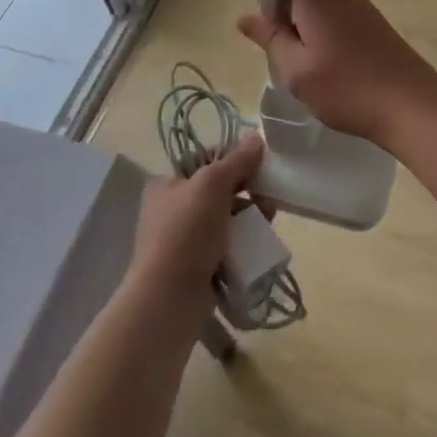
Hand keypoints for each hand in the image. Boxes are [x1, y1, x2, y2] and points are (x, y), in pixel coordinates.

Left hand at [128, 133, 263, 308]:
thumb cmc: (186, 232)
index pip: (206, 159)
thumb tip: (256, 137)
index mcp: (167, 183)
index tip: (259, 166)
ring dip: (249, 217)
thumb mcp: (212, 185)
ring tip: (269, 221)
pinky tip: (258, 245)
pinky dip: (243, 243)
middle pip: (219, 189)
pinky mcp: (196, 266)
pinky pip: (226, 245)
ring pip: (226, 218)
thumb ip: (237, 160)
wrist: (168, 300)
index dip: (233, 159)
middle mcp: (173, 208)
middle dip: (247, 191)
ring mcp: (184, 239)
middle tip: (269, 198)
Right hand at [236, 0, 436, 149]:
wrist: (413, 106)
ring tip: (312, 72)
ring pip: (323, 8)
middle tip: (285, 56)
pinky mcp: (378, 26)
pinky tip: (336, 75)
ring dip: (310, 30)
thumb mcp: (296, 71)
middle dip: (288, 13)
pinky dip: (331, 39)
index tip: (268, 11)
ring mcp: (363, 8)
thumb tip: (246, 17)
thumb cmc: (347, 88)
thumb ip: (271, 39)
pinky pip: (342, 21)